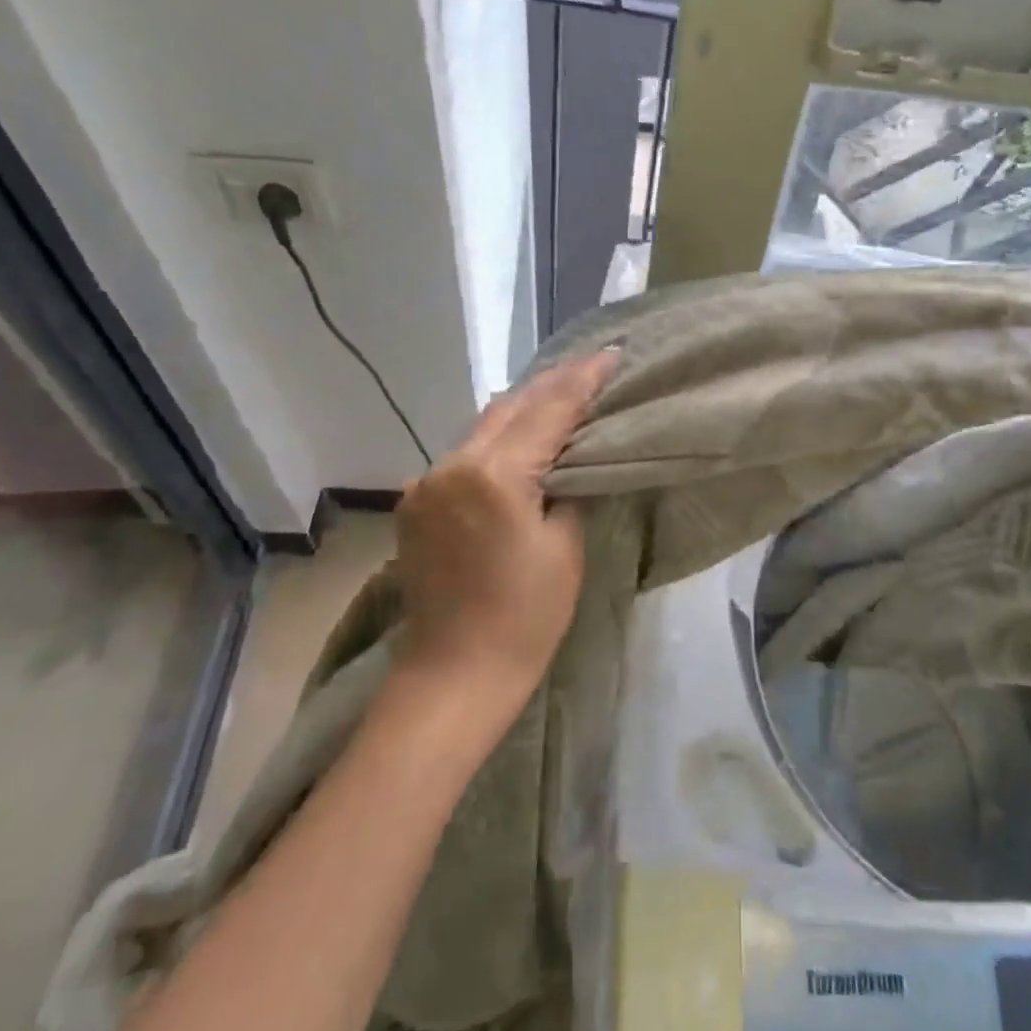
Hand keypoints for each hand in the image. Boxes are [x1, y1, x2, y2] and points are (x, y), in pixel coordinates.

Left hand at [390, 349, 619, 703]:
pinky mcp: (417, 503)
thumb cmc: (526, 618)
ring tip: (562, 394)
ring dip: (524, 409)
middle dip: (553, 384)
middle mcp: (451, 466)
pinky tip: (520, 438)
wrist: (454, 677)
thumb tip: (573, 459)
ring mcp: (427, 483)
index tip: (613, 354)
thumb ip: (570, 487)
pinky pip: (465, 454)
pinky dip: (498, 440)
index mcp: (494, 475)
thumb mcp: (566, 547)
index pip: (548, 411)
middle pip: (510, 407)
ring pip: (484, 427)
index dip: (583, 380)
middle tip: (592, 366)